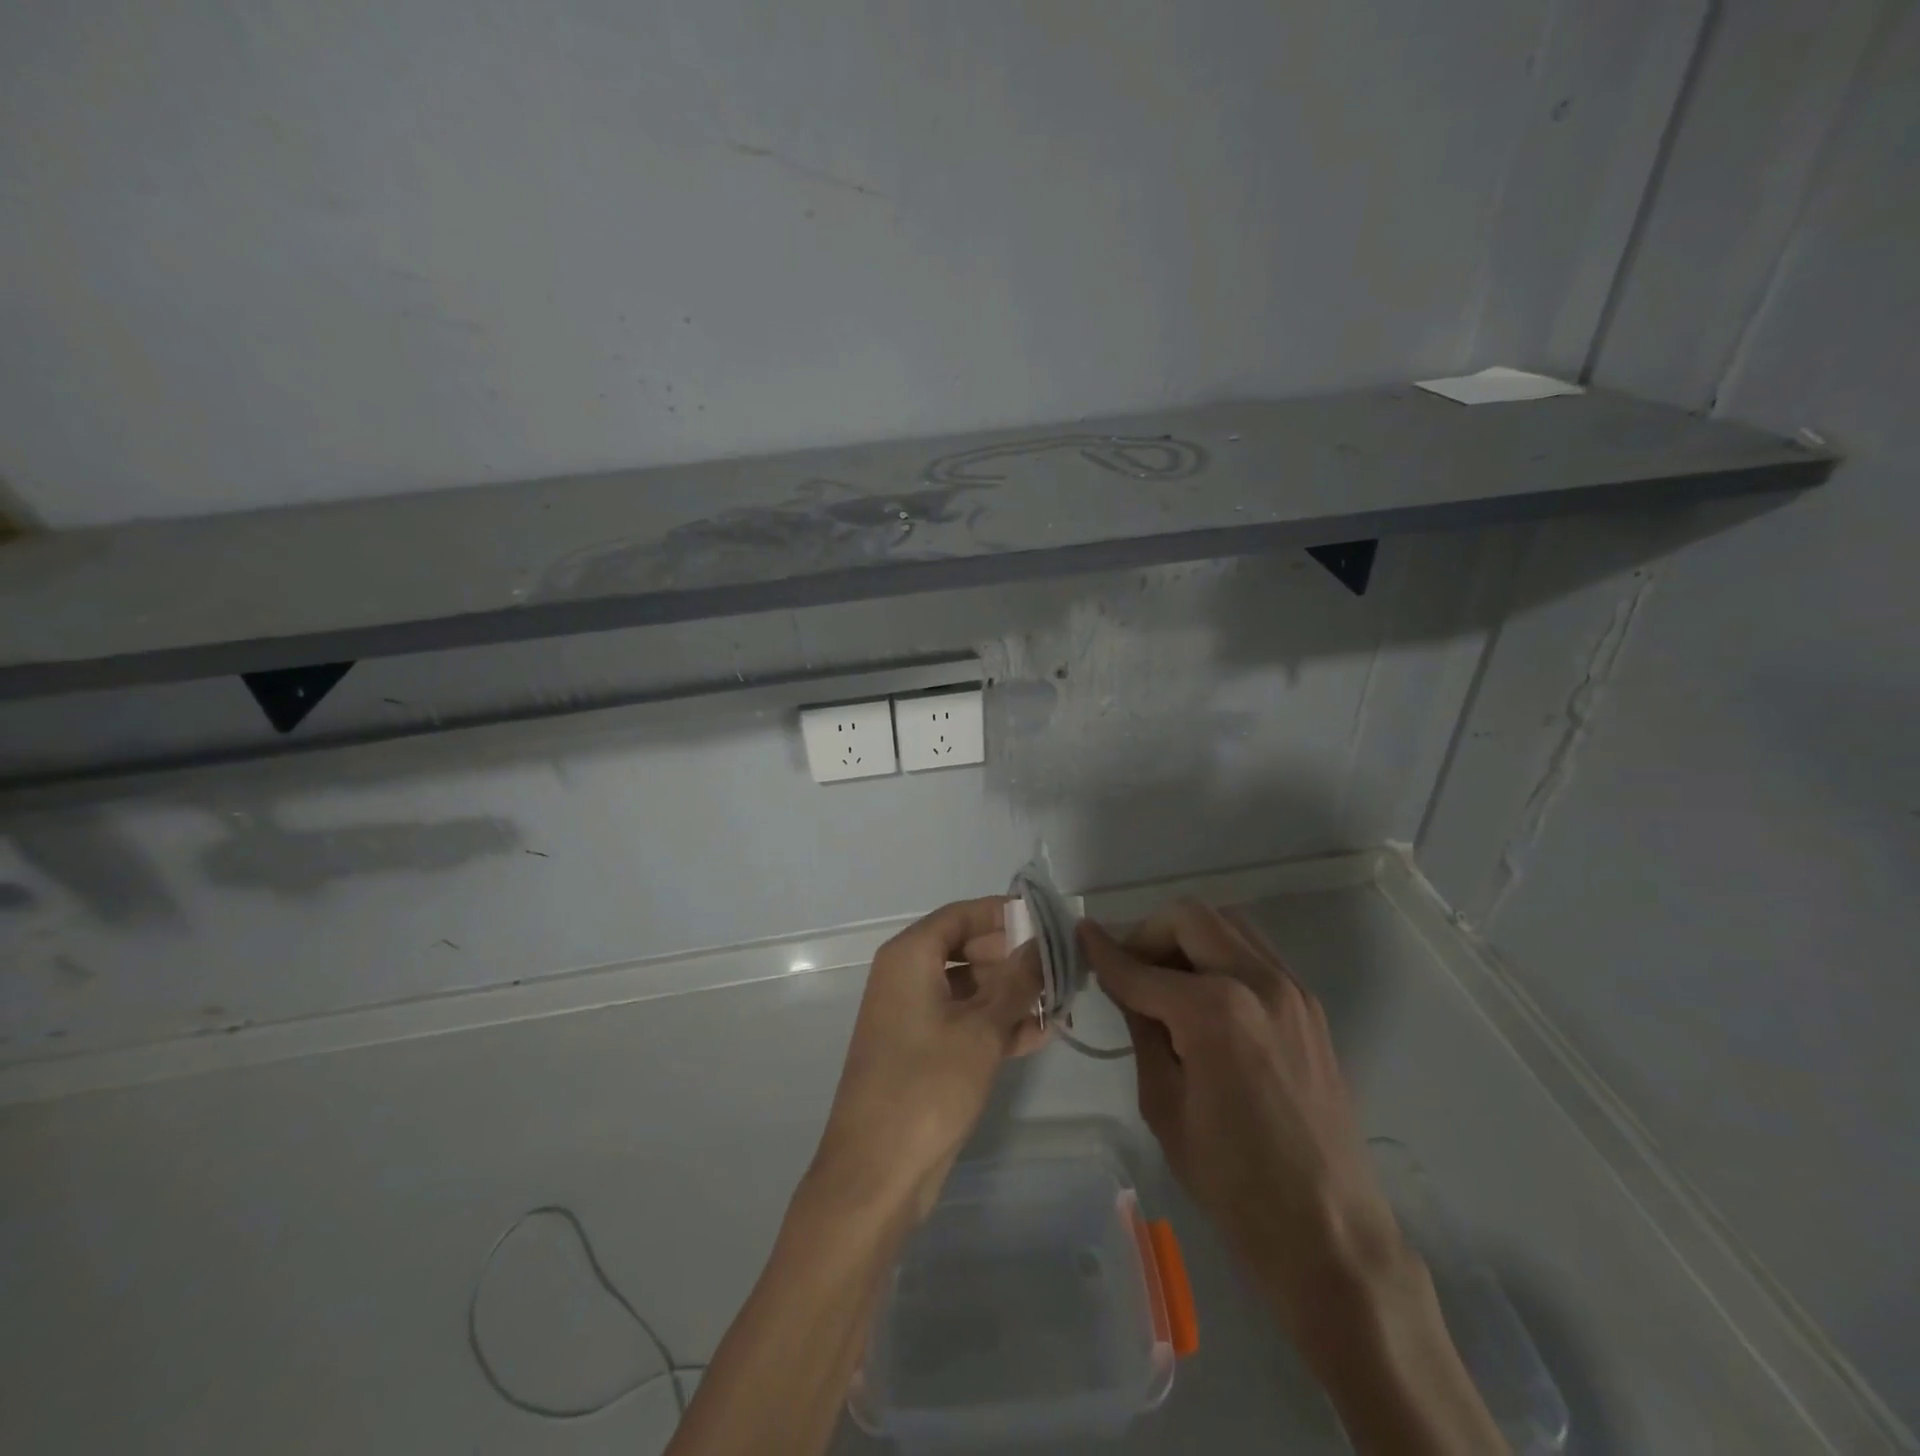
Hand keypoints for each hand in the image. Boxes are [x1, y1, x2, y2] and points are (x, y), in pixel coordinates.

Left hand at [809, 898, 1044, 1219]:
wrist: (876, 1173)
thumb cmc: (927, 1086)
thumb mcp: (982, 1030)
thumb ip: (1018, 982)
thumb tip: (1043, 944)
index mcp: (910, 956)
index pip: (962, 914)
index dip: (1004, 913)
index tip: (1047, 921)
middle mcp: (907, 976)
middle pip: (967, 948)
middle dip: (1014, 957)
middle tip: (1061, 966)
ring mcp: (913, 1015)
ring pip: (969, 988)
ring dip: (1011, 994)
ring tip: (1060, 1001)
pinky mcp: (922, 1051)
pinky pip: (964, 1021)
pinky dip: (996, 1024)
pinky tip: (1040, 1034)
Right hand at [1078, 903, 1399, 1322]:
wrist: (1329, 1231)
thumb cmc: (1232, 1181)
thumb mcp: (1164, 1105)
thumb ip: (1143, 1030)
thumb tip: (1127, 987)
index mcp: (1214, 1011)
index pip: (1142, 968)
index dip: (1104, 952)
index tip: (1081, 935)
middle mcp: (1257, 982)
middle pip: (1190, 919)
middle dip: (1149, 935)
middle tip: (1130, 971)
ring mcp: (1291, 990)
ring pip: (1227, 925)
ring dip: (1188, 939)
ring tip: (1167, 983)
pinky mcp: (1309, 1006)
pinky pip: (1255, 954)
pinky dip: (1221, 957)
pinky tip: (1206, 1002)